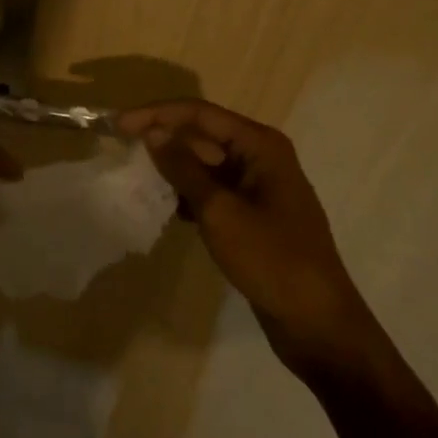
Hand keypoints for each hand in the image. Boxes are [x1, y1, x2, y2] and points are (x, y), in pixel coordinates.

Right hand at [117, 99, 366, 377]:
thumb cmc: (271, 259)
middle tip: (122, 151)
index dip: (157, 115)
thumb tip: (152, 133)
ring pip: (205, 164)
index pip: (200, 114)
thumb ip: (184, 169)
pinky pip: (213, 190)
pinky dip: (188, 193)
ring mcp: (258, 186)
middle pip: (203, 135)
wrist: (317, 323)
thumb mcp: (220, 211)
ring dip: (174, 168)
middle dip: (164, 140)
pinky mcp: (253, 214)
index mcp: (260, 145)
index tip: (119, 125)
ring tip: (136, 177)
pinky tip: (165, 207)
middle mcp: (261, 156)